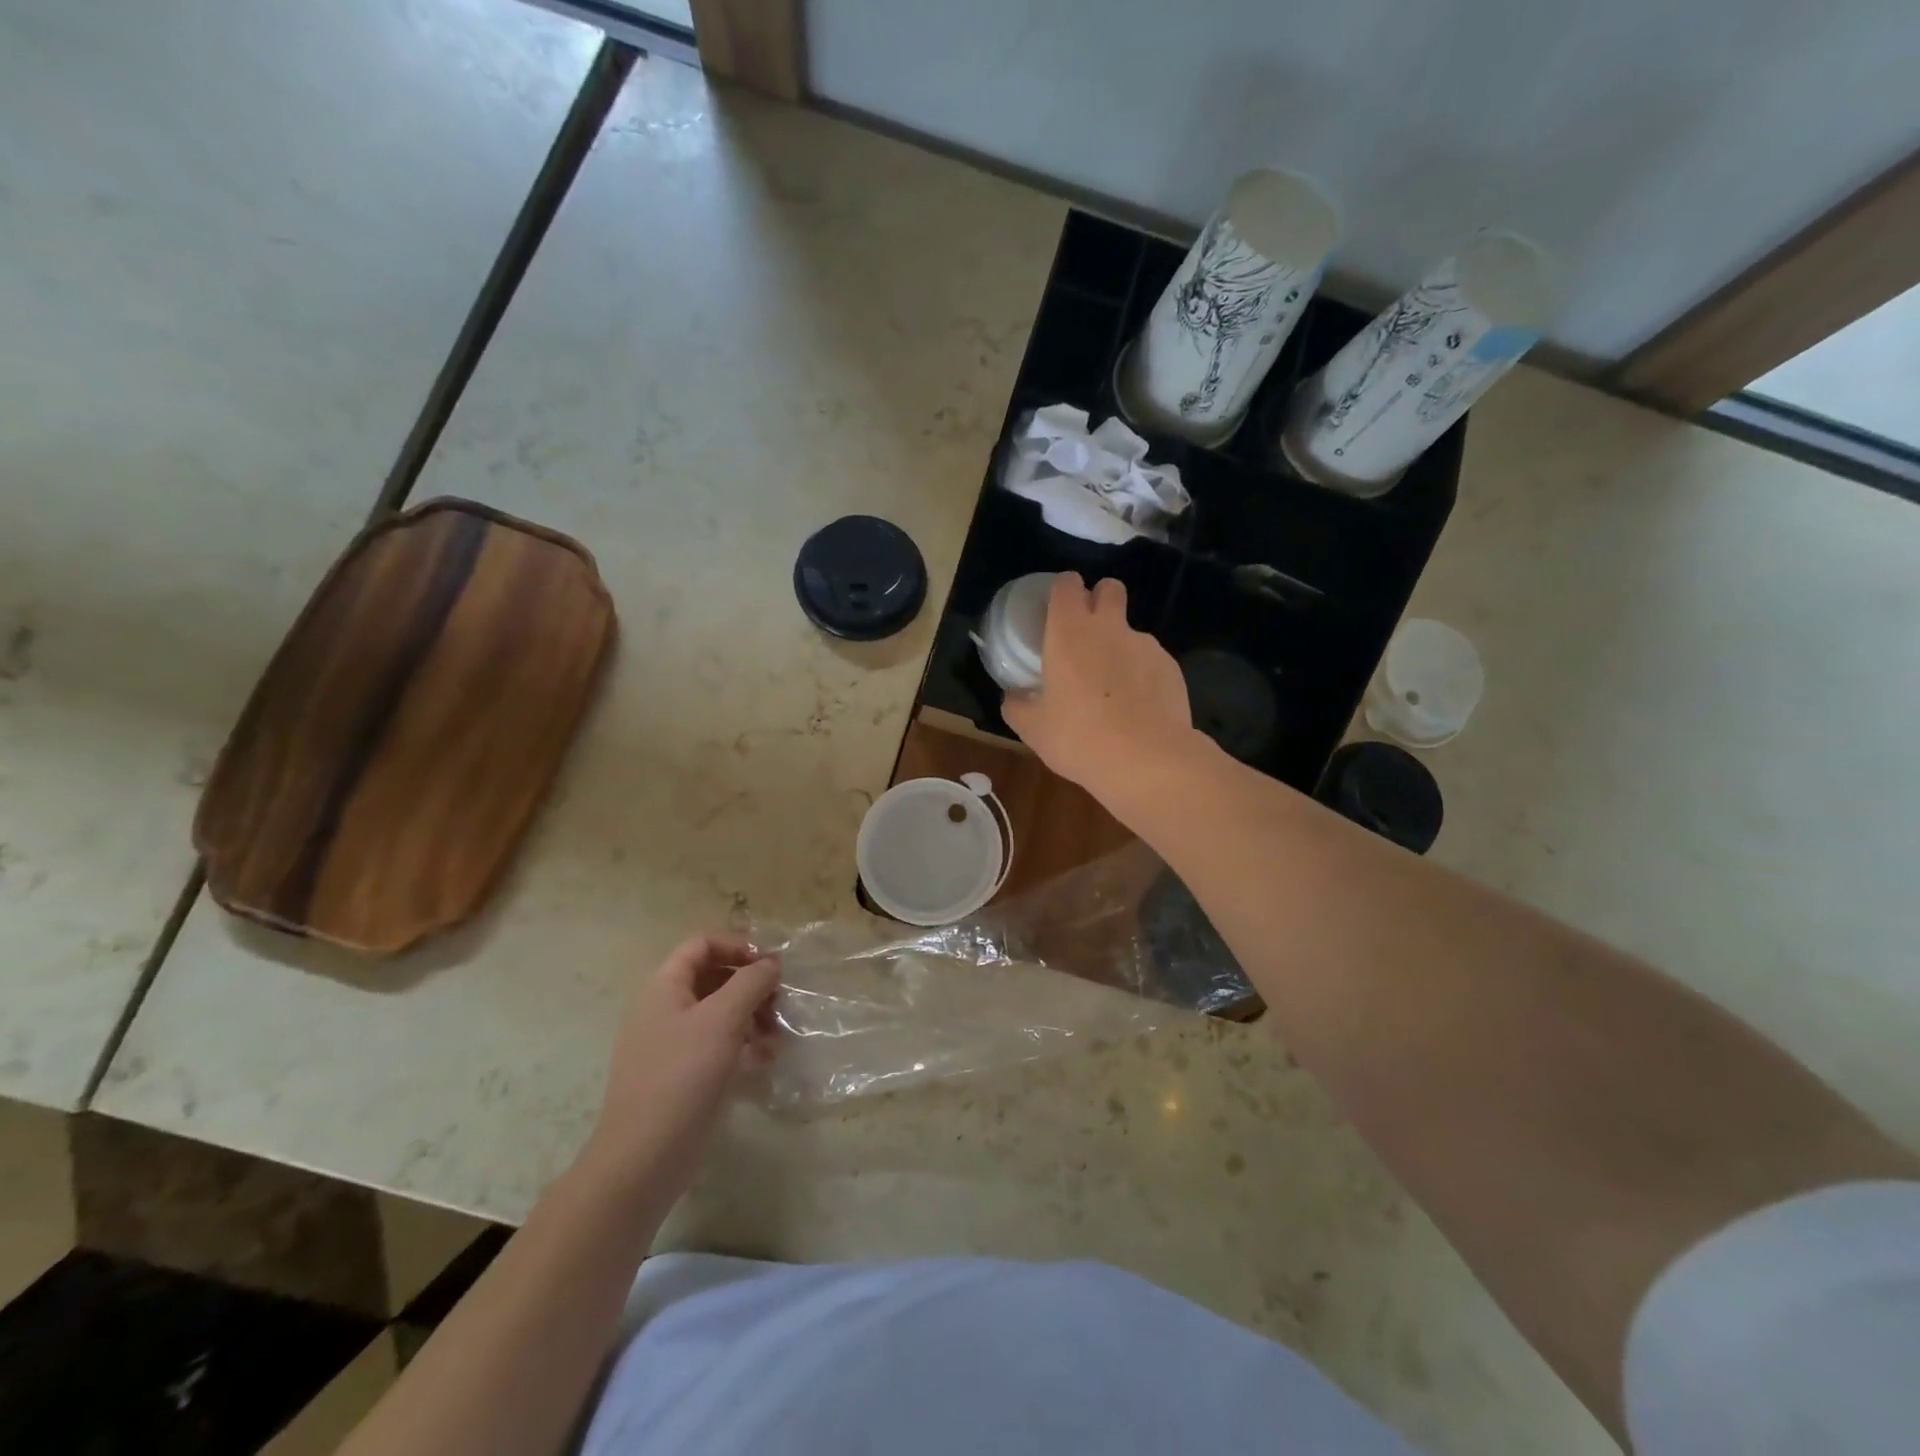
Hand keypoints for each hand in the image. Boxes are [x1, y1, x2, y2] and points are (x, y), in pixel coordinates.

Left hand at [588, 935, 779, 1199]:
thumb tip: (771, 963)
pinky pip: (716, 1044)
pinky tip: (766, 1059)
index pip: (702, 944)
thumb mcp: (723, 1019)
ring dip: (752, 1014)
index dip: (737, 946)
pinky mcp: (682, 1074)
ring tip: (778, 1033)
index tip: (770, 964)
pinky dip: (742, 1044)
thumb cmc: (682, 1075)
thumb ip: (751, 982)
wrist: (643, 1157)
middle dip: (750, 983)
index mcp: (664, 986)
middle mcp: (664, 1007)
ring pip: (718, 1011)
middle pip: (713, 976)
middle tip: (780, 1000)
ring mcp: (671, 1043)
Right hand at [1002, 574, 1196, 797]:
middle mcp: (1109, 628)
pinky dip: (1142, 674)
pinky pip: (1150, 660)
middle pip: (1109, 588)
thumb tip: (1013, 697)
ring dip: (1119, 646)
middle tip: (1087, 634)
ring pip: (1130, 630)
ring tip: (1113, 688)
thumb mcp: (1033, 729)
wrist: (1147, 760)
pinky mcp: (1171, 666)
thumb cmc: (1079, 738)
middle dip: (1099, 599)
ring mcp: (1145, 645)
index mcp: (1069, 632)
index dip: (1062, 591)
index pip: (1067, 584)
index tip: (1055, 611)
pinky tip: (1137, 707)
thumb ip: (1017, 706)